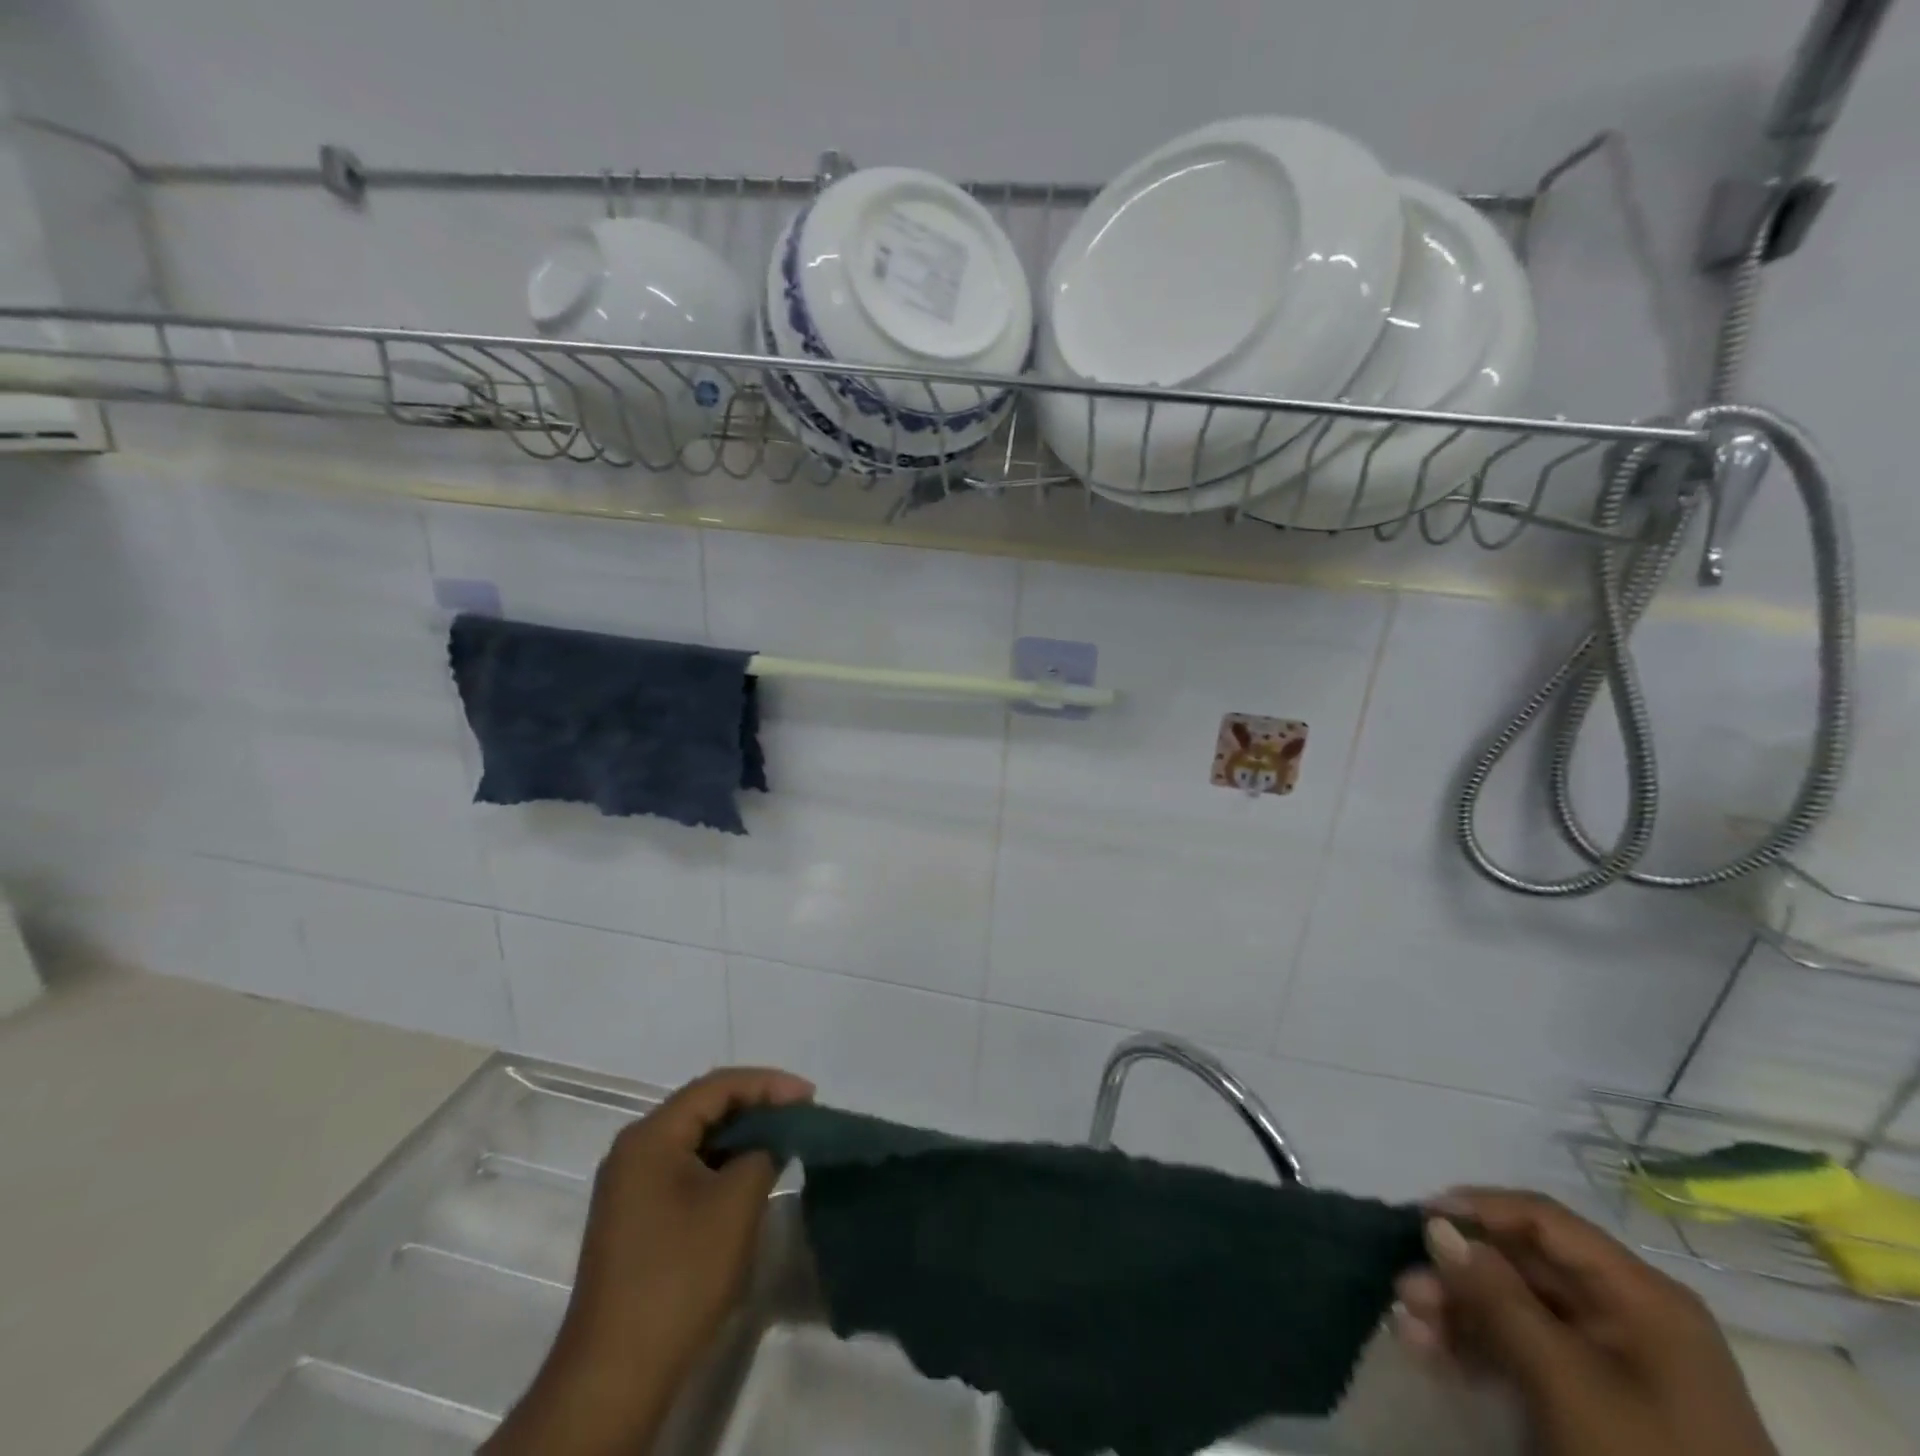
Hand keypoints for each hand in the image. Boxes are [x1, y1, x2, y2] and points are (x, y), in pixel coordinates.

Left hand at [483, 1067, 813, 1455]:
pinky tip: (750, 1175)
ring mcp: (630, 1185)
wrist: (616, 1373)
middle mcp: (634, 1149)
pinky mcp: (636, 1216)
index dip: (768, 1084)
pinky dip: (722, 1163)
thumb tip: (769, 1142)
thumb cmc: (680, 1274)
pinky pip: (686, 1168)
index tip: (810, 1097)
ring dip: (740, 1135)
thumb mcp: (736, 1202)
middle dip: (756, 1106)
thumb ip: (762, 1153)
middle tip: (801, 1115)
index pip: (717, 1086)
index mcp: (651, 1135)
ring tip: (784, 1139)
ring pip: (696, 1139)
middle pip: (704, 1107)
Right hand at [1394, 1190, 1776, 1455]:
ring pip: (1517, 1310)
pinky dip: (1479, 1349)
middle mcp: (1629, 1315)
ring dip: (1458, 1313)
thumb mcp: (1563, 1378)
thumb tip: (1436, 1224)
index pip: (1543, 1219)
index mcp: (1640, 1294)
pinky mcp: (1600, 1403)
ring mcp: (1616, 1363)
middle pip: (1524, 1266)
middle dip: (1457, 1274)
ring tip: (1408, 1327)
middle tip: (1405, 1290)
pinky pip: (1528, 1352)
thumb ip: (1495, 1295)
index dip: (1477, 1209)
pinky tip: (1432, 1353)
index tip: (1417, 1218)